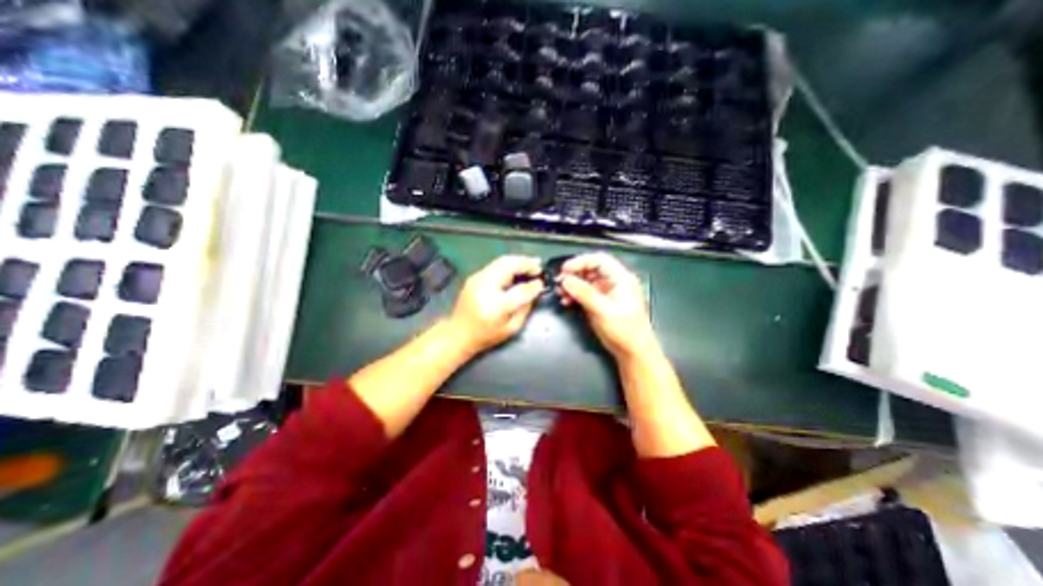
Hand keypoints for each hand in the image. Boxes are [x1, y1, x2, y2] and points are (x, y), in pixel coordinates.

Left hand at [447, 255, 546, 354]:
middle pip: (509, 266)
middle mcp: (485, 288)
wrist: (458, 334)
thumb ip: (525, 308)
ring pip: (501, 261)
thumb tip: (535, 289)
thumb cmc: (486, 336)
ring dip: (518, 261)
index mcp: (496, 306)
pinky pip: (495, 264)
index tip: (541, 283)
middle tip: (539, 266)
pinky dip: (509, 264)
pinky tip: (516, 269)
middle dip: (526, 263)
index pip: (520, 290)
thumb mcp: (511, 328)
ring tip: (531, 264)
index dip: (534, 285)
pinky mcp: (474, 276)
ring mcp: (477, 279)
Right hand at [558, 252, 653, 362]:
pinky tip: (566, 301)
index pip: (599, 260)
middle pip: (591, 269)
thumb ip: (584, 293)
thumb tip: (566, 280)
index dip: (581, 261)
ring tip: (560, 293)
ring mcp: (607, 292)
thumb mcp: (603, 310)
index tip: (564, 270)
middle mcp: (614, 282)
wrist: (633, 352)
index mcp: (621, 278)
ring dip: (572, 285)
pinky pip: (585, 293)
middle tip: (560, 281)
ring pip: (586, 281)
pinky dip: (574, 295)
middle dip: (574, 274)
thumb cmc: (624, 330)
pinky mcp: (600, 303)